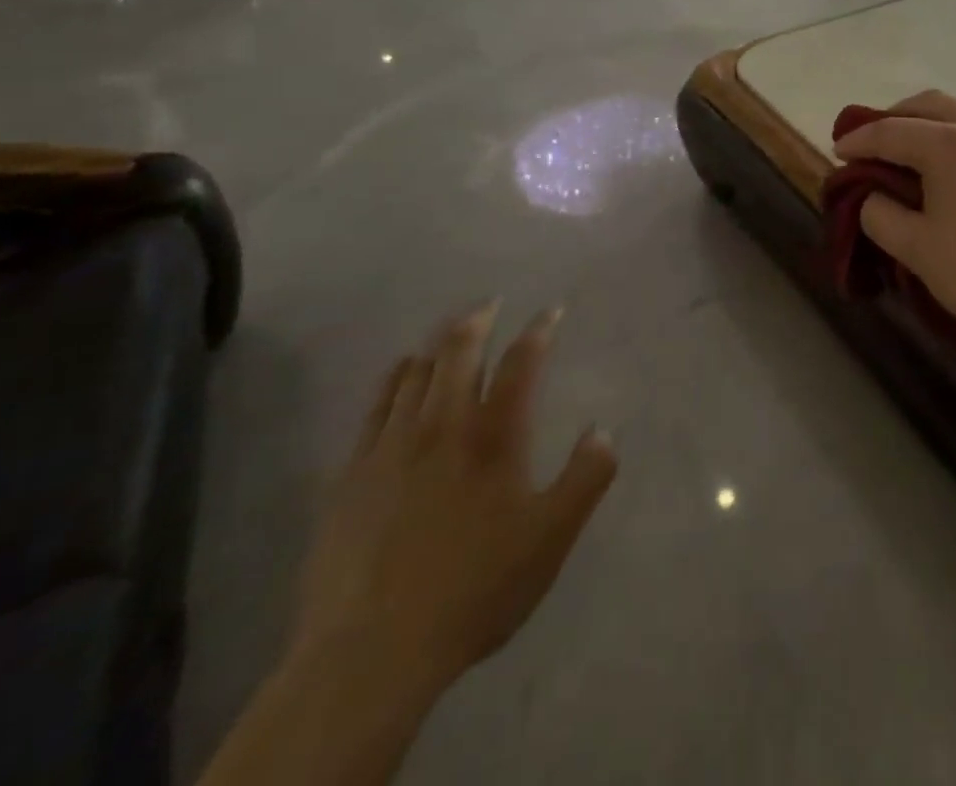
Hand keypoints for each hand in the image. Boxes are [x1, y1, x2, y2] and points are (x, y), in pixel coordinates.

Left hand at [286, 303, 616, 702]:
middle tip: (489, 303)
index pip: (521, 363)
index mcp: (494, 436)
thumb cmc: (474, 588)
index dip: (538, 331)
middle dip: (477, 321)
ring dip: (435, 345)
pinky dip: (393, 380)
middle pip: (458, 353)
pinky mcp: (350, 477)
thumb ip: (587, 477)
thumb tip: (604, 430)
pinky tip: (399, 378)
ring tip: (447, 333)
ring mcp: (390, 448)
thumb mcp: (551, 538)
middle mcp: (442, 427)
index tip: (550, 311)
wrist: (370, 653)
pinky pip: (374, 408)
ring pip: (413, 374)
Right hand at [832, 91, 955, 371]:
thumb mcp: (914, 248)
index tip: (838, 150)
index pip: (891, 131)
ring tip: (919, 145)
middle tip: (873, 140)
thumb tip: (873, 195)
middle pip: (929, 104)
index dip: (859, 140)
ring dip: (935, 119)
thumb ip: (879, 213)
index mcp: (951, 143)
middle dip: (895, 117)